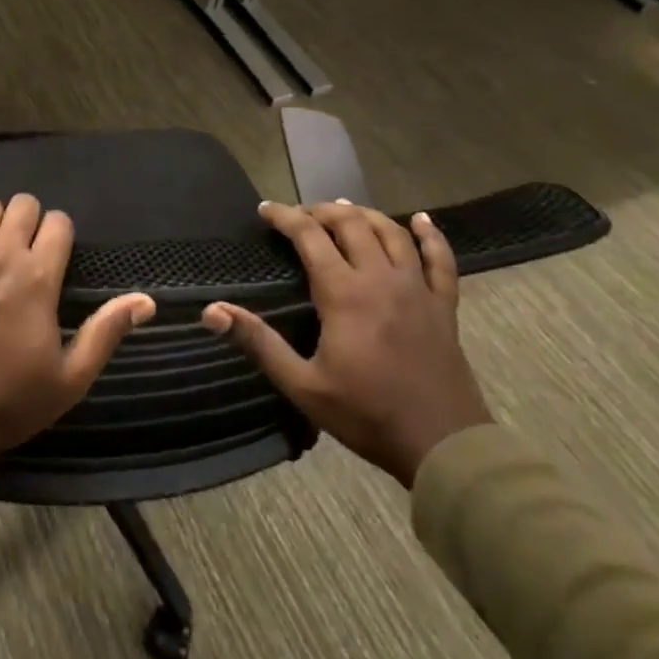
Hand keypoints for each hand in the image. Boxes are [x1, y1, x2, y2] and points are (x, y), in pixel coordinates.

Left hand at [0, 195, 155, 490]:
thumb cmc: (9, 400)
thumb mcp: (70, 379)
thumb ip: (106, 332)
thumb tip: (146, 301)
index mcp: (38, 278)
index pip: (58, 222)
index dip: (62, 234)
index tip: (58, 255)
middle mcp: (1, 255)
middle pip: (23, 205)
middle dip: (32, 221)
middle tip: (29, 251)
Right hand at [204, 201, 492, 488]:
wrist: (446, 448)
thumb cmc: (367, 415)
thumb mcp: (303, 384)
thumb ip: (258, 342)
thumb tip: (212, 311)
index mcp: (344, 293)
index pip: (308, 235)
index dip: (284, 216)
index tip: (264, 210)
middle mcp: (381, 278)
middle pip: (350, 223)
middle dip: (320, 211)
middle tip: (299, 216)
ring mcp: (417, 290)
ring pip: (391, 232)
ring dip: (364, 214)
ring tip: (343, 209)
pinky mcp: (444, 307)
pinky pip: (441, 260)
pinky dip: (433, 236)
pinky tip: (423, 220)